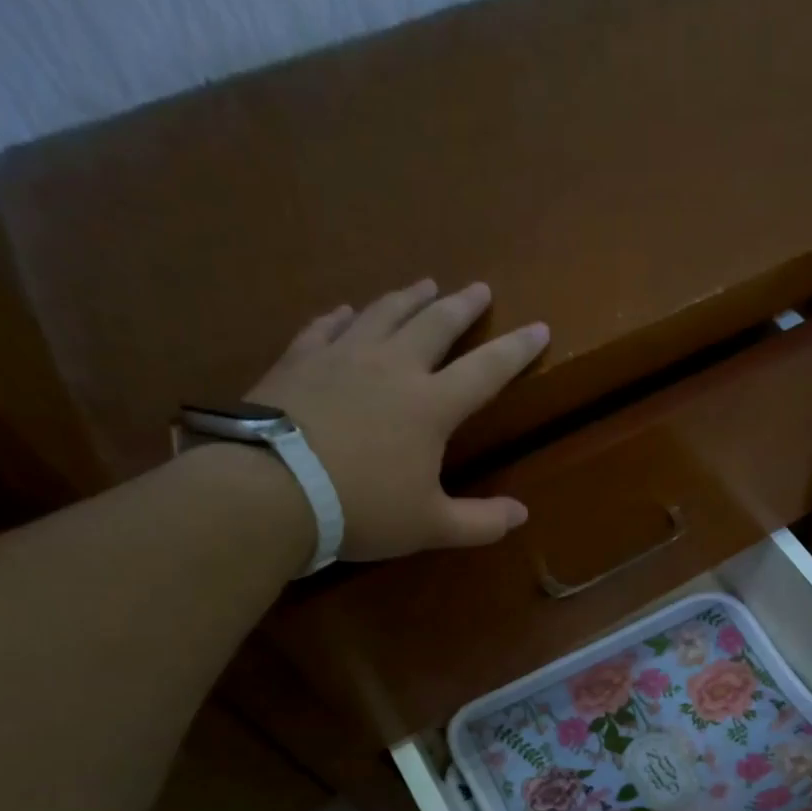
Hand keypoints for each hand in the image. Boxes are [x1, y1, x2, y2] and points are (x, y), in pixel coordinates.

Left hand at [247, 279, 549, 561]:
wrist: (272, 489)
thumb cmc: (362, 508)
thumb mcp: (431, 526)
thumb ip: (481, 522)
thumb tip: (522, 515)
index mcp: (431, 405)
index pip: (487, 369)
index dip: (516, 349)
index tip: (539, 327)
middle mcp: (392, 367)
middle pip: (435, 325)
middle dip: (462, 306)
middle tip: (479, 288)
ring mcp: (342, 357)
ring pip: (383, 314)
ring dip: (408, 297)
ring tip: (424, 284)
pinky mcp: (299, 360)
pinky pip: (325, 327)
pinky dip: (342, 316)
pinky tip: (346, 310)